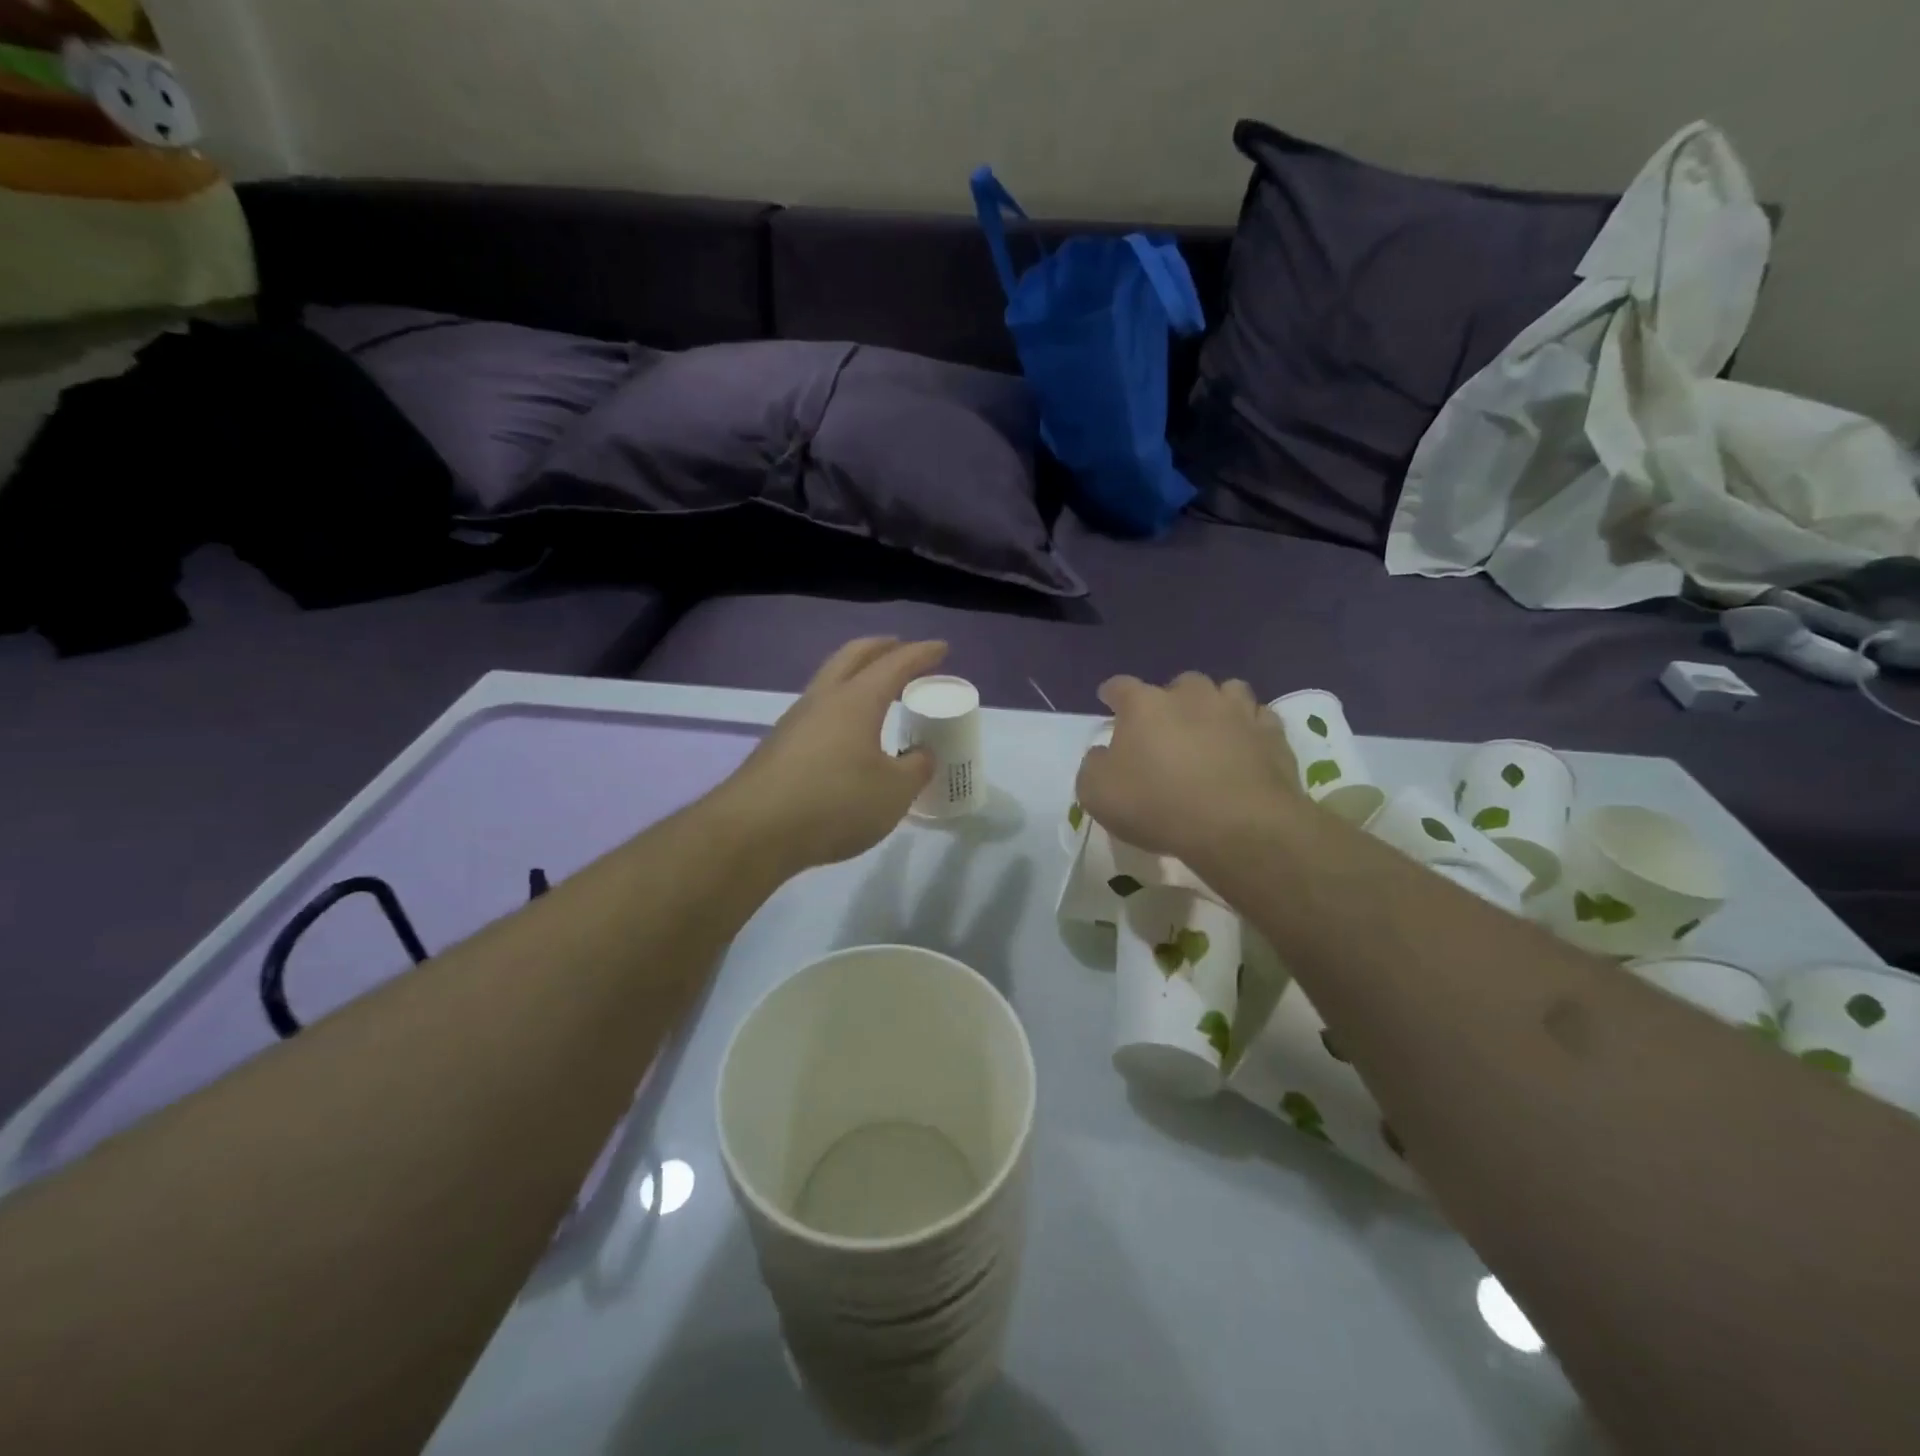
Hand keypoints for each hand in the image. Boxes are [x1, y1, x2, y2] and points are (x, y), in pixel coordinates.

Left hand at [729, 637, 947, 871]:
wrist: (754, 832)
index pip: (895, 664)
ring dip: (855, 675)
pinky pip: (817, 711)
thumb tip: (922, 754)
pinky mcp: (778, 746)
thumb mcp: (894, 792)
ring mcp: (794, 721)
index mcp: (856, 700)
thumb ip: (916, 768)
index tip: (941, 648)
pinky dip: (840, 707)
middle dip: (880, 647)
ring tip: (876, 690)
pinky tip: (847, 733)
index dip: (921, 654)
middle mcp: (823, 699)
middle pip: (852, 656)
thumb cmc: (835, 803)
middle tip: (902, 649)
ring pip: (830, 681)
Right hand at [1076, 672, 1305, 869]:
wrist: (1238, 826)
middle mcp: (1191, 696)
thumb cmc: (1157, 805)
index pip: (1121, 687)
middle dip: (1171, 700)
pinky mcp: (1272, 734)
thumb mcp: (1097, 794)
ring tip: (1212, 729)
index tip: (1108, 701)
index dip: (1112, 693)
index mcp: (1144, 705)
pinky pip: (1259, 719)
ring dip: (1216, 706)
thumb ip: (1094, 766)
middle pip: (1178, 684)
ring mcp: (1237, 711)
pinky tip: (1246, 746)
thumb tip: (1103, 754)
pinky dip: (1250, 728)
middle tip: (1166, 727)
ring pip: (1227, 691)